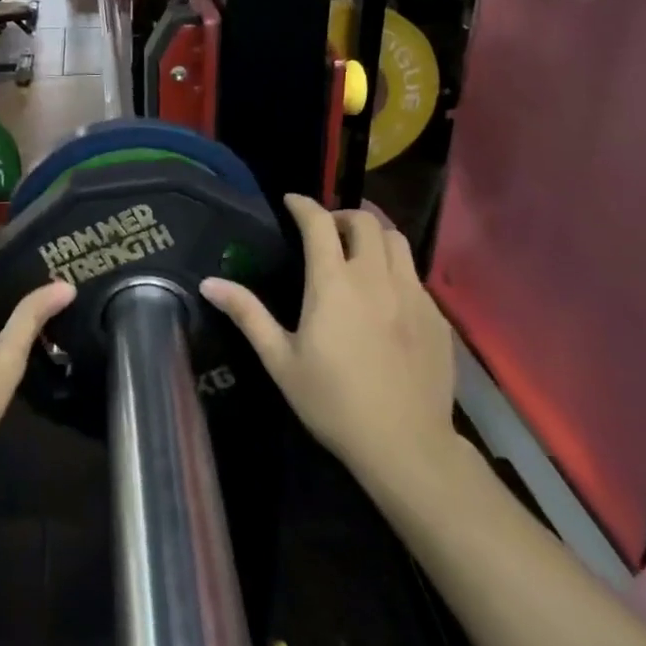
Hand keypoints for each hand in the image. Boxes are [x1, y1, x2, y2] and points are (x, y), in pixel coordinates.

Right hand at [201, 195, 458, 485]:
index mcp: (334, 283)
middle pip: (365, 221)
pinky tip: (385, 296)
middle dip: (341, 216)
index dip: (303, 205)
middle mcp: (376, 277)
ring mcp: (413, 294)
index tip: (291, 201)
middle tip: (325, 231)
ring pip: (397, 241)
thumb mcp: (280, 360)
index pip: (319, 223)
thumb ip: (247, 314)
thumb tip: (208, 282)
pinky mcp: (437, 316)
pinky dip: (395, 268)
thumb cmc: (333, 402)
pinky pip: (415, 274)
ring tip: (357, 252)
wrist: (405, 444)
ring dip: (373, 235)